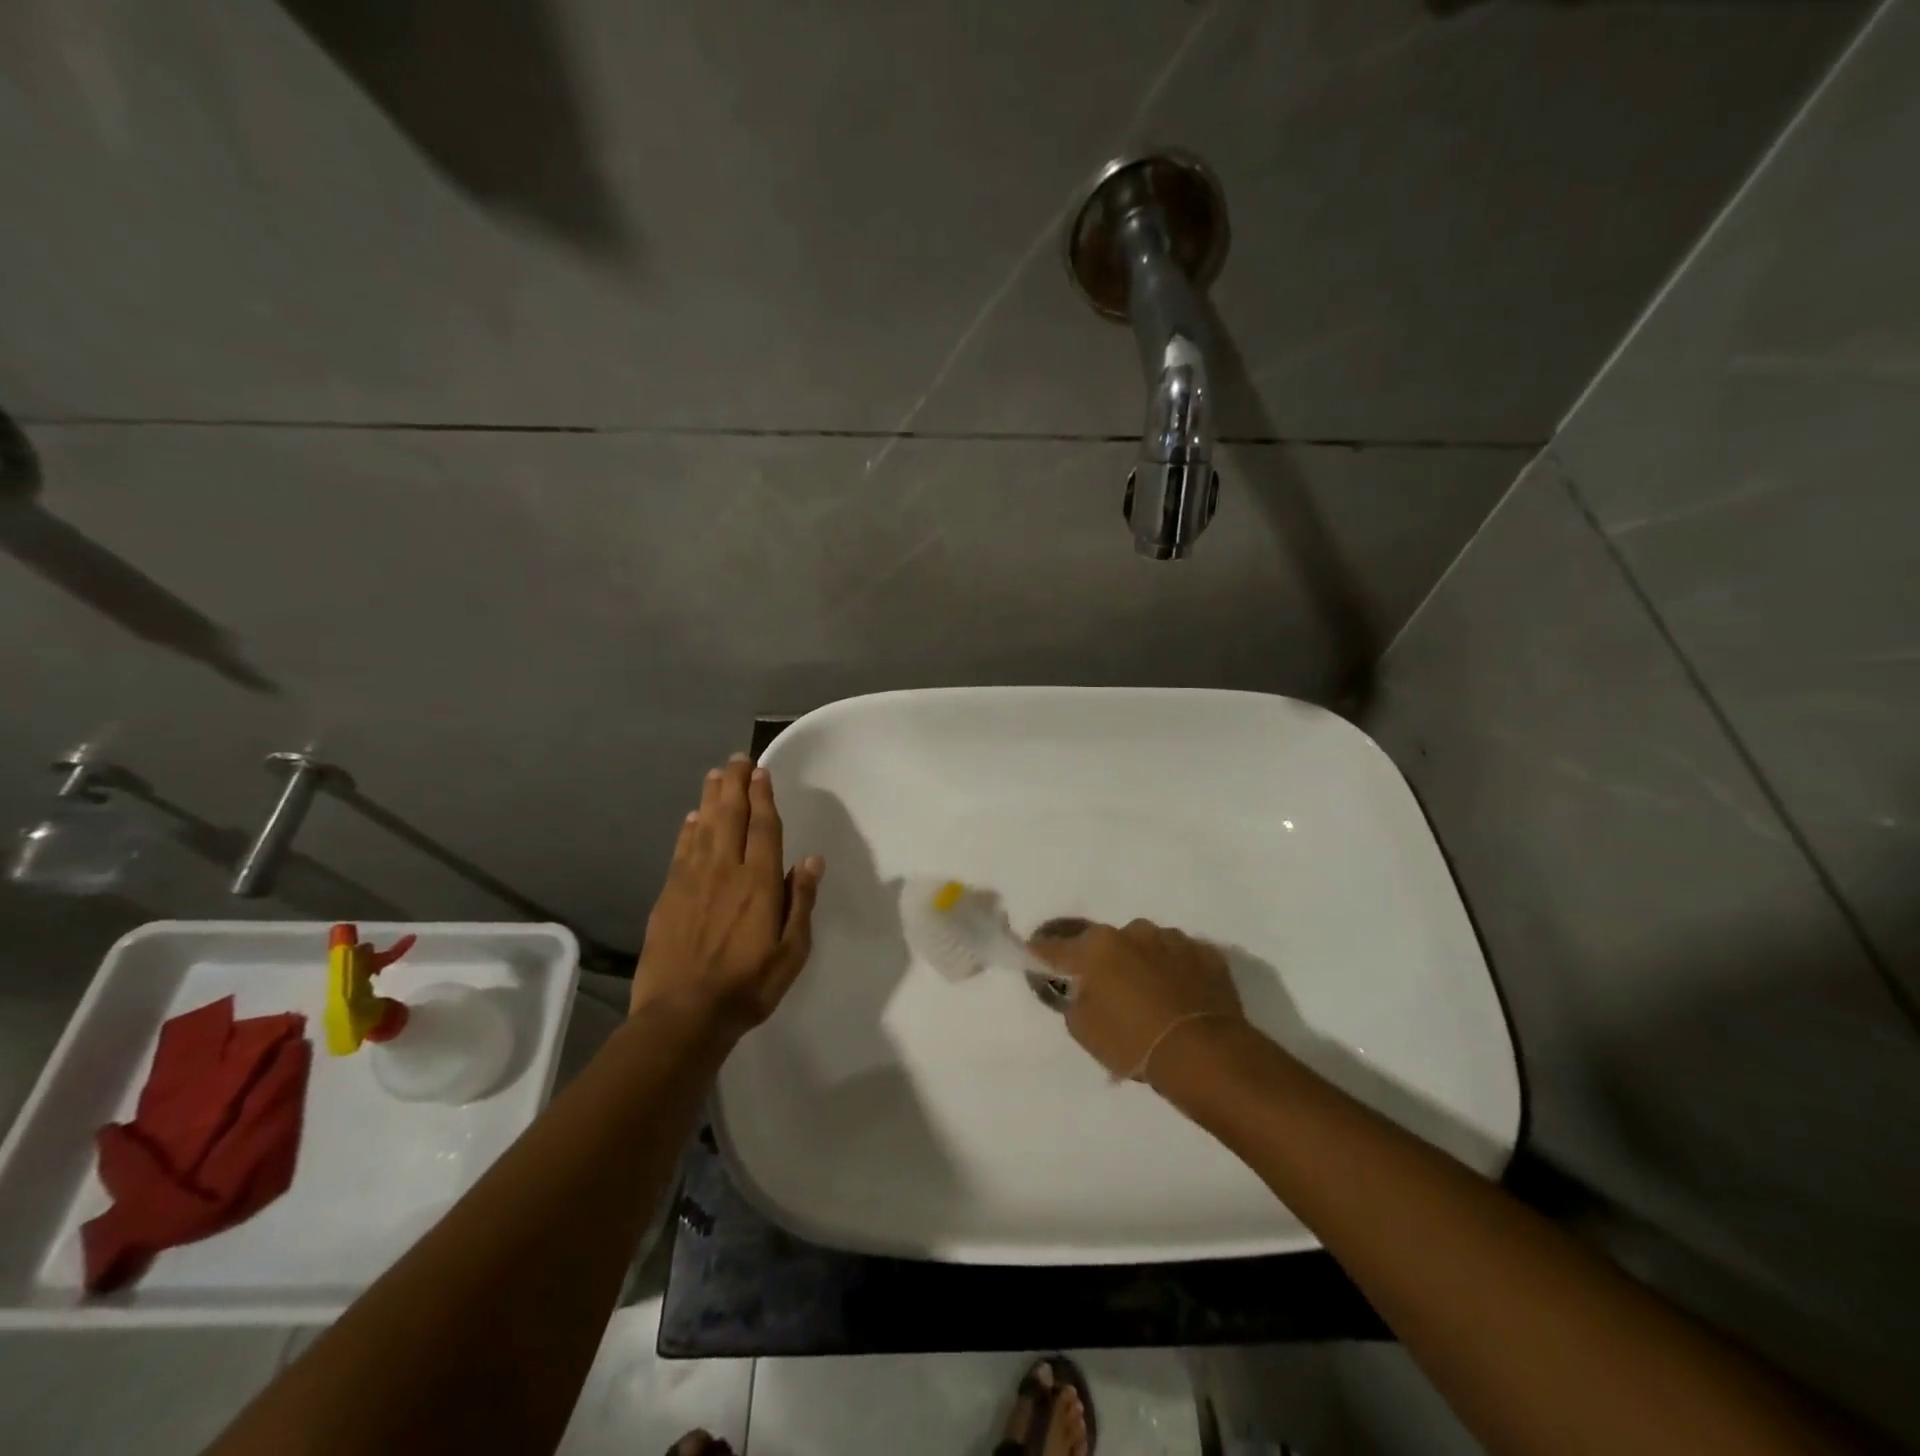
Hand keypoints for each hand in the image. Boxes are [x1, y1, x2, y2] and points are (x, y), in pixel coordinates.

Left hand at [633, 755, 824, 1036]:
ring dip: (710, 798)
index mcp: (758, 883)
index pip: (762, 828)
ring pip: (703, 827)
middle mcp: (724, 871)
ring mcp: (691, 881)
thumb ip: (800, 902)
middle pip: (729, 817)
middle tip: (737, 759)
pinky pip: (681, 851)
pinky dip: (688, 830)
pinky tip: (691, 819)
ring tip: (716, 775)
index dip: (762, 797)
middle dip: (735, 785)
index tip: (762, 772)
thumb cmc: (747, 986)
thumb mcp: (792, 951)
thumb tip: (810, 860)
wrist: (682, 1015)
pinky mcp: (669, 896)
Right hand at [1030, 919, 1243, 1082]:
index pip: (1055, 947)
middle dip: (1103, 962)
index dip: (1041, 954)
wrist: (1205, 1054)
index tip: (1034, 957)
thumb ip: (1074, 999)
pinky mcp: (1207, 953)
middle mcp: (1133, 932)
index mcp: (1096, 947)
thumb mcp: (1083, 1029)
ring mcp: (1173, 939)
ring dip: (1142, 964)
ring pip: (1146, 947)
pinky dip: (1176, 973)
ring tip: (1151, 997)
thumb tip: (1081, 988)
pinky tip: (1181, 998)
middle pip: (1106, 944)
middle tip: (1108, 992)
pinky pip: (1181, 959)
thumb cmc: (1133, 1043)